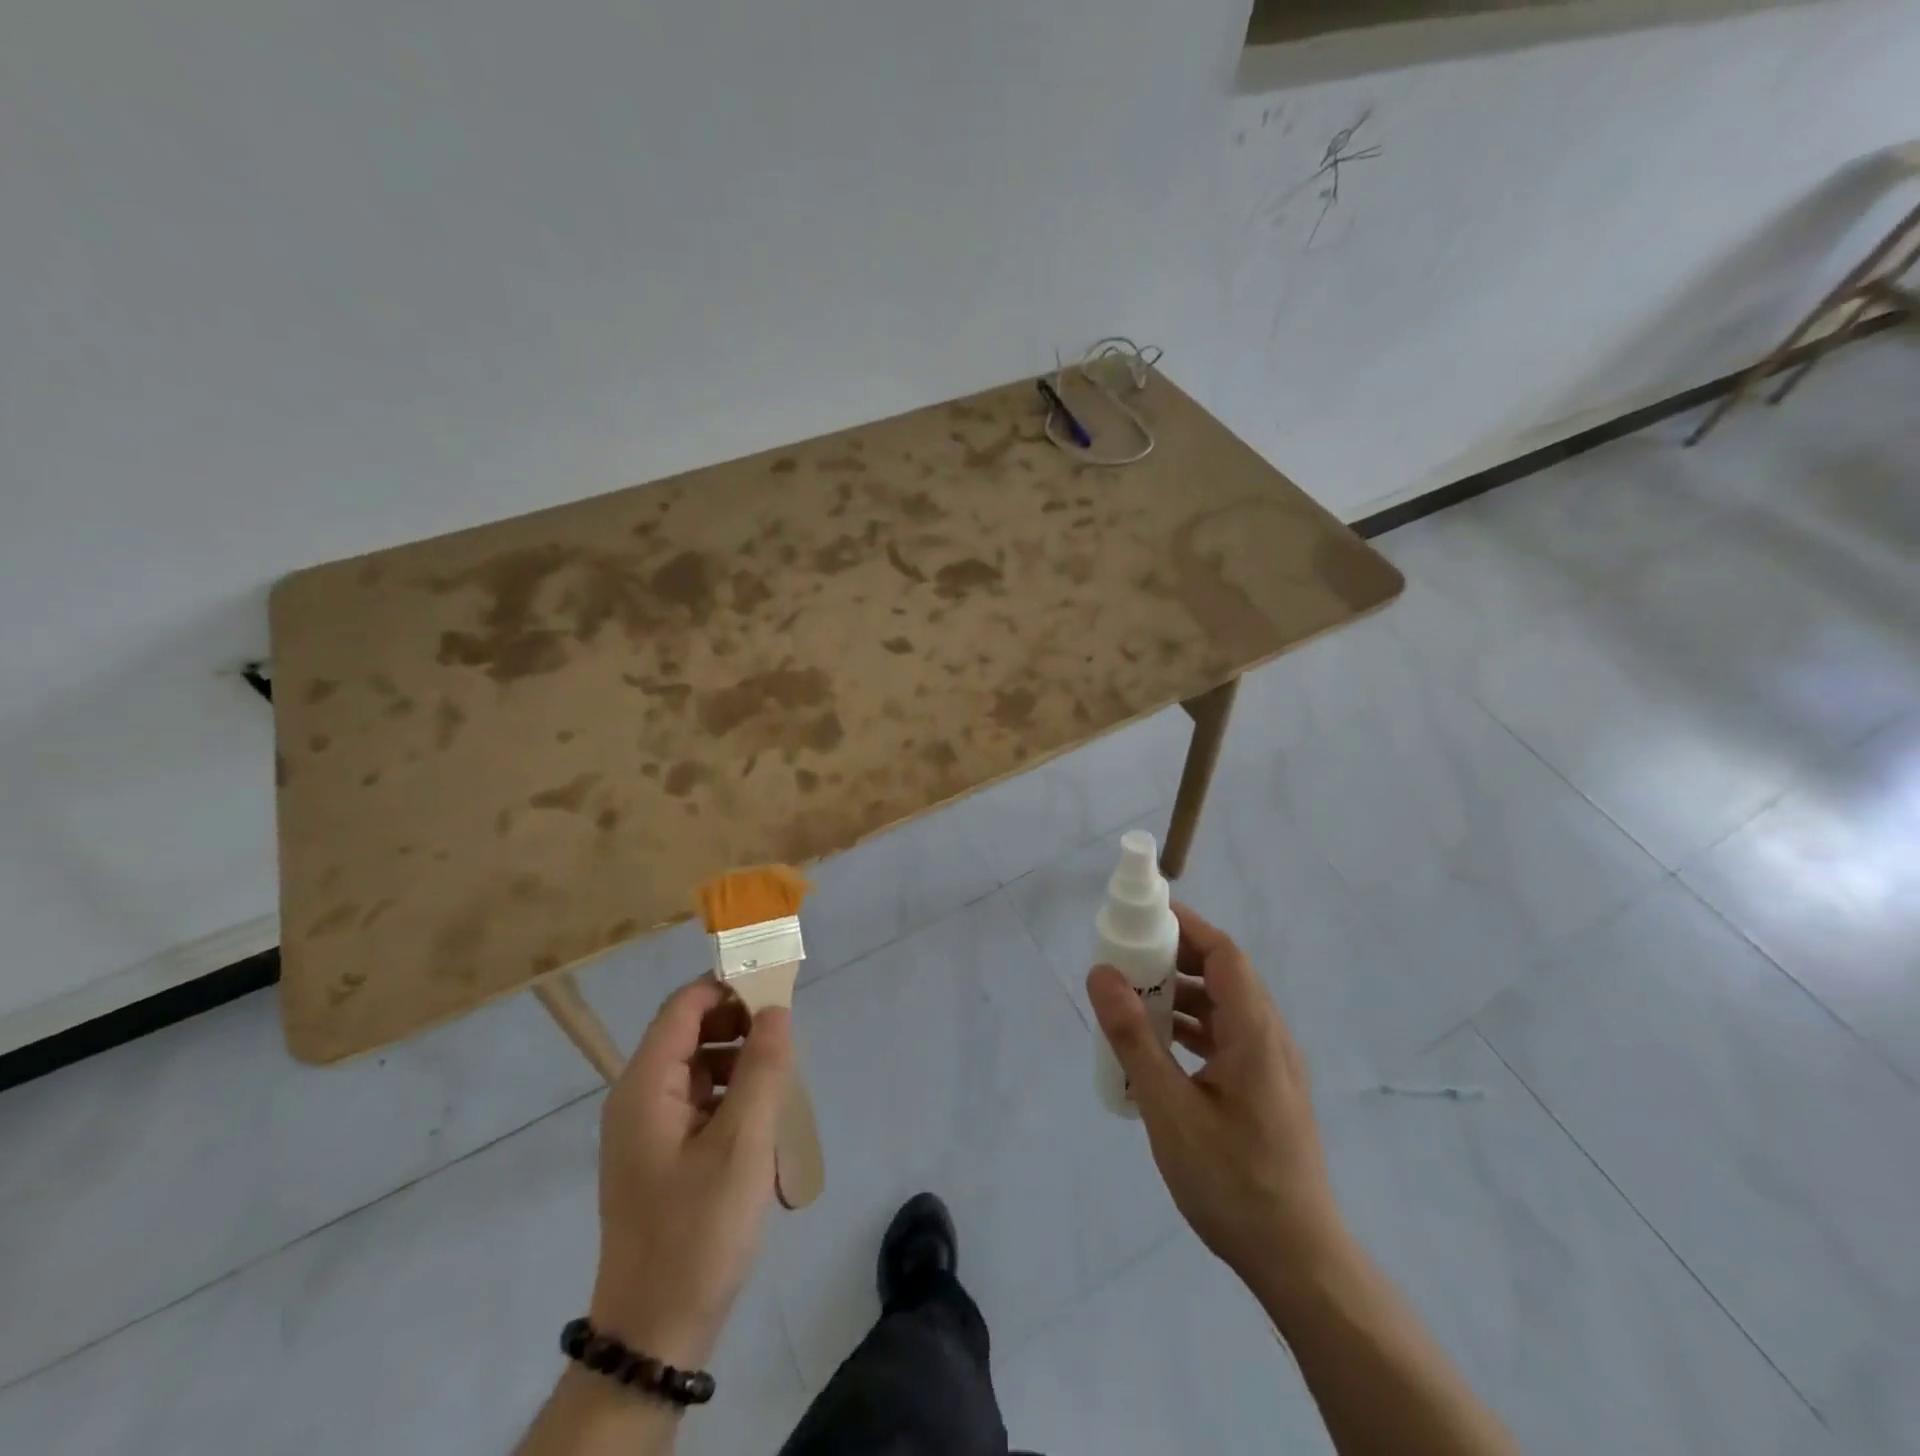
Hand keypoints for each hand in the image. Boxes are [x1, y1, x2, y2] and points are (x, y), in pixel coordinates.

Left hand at [590, 978, 792, 1370]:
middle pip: (690, 1033)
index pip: (684, 1006)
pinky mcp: (661, 1155)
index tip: (778, 990)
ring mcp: (647, 1129)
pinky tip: (762, 1123)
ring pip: (699, 1067)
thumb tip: (775, 1009)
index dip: (729, 987)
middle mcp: (638, 1097)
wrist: (655, 1332)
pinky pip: (699, 1102)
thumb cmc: (697, 1230)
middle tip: (786, 1044)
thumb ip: (762, 1068)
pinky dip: (732, 1097)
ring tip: (780, 1086)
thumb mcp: (742, 1144)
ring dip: (741, 1063)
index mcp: (644, 1086)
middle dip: (740, 1027)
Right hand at [1087, 903, 1345, 1291]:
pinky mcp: (1265, 1089)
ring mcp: (1271, 1066)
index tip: (1142, 915)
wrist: (1298, 1261)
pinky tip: (1156, 1047)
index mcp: (1256, 1033)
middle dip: (1175, 957)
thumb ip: (1134, 1038)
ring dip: (1180, 994)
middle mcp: (1270, 1038)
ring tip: (1132, 999)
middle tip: (1126, 956)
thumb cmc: (1232, 1182)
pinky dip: (1190, 1027)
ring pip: (1224, 1007)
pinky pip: (1226, 1036)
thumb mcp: (1170, 1109)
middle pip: (1224, 974)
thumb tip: (1101, 973)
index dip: (1186, 925)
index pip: (1224, 954)